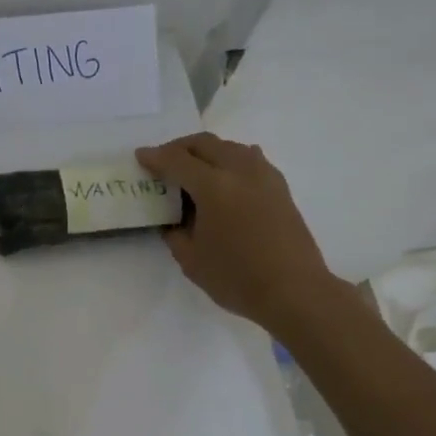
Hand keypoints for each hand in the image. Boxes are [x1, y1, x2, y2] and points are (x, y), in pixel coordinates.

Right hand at [136, 133, 333, 331]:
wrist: (295, 291)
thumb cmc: (237, 278)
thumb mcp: (191, 260)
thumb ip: (175, 233)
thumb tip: (174, 220)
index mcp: (214, 187)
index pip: (177, 161)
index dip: (155, 157)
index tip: (141, 156)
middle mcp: (240, 171)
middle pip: (205, 144)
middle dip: (179, 148)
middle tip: (163, 160)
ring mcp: (264, 176)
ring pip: (230, 147)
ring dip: (207, 151)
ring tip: (193, 169)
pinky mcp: (280, 187)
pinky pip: (250, 159)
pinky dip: (230, 160)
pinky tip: (226, 176)